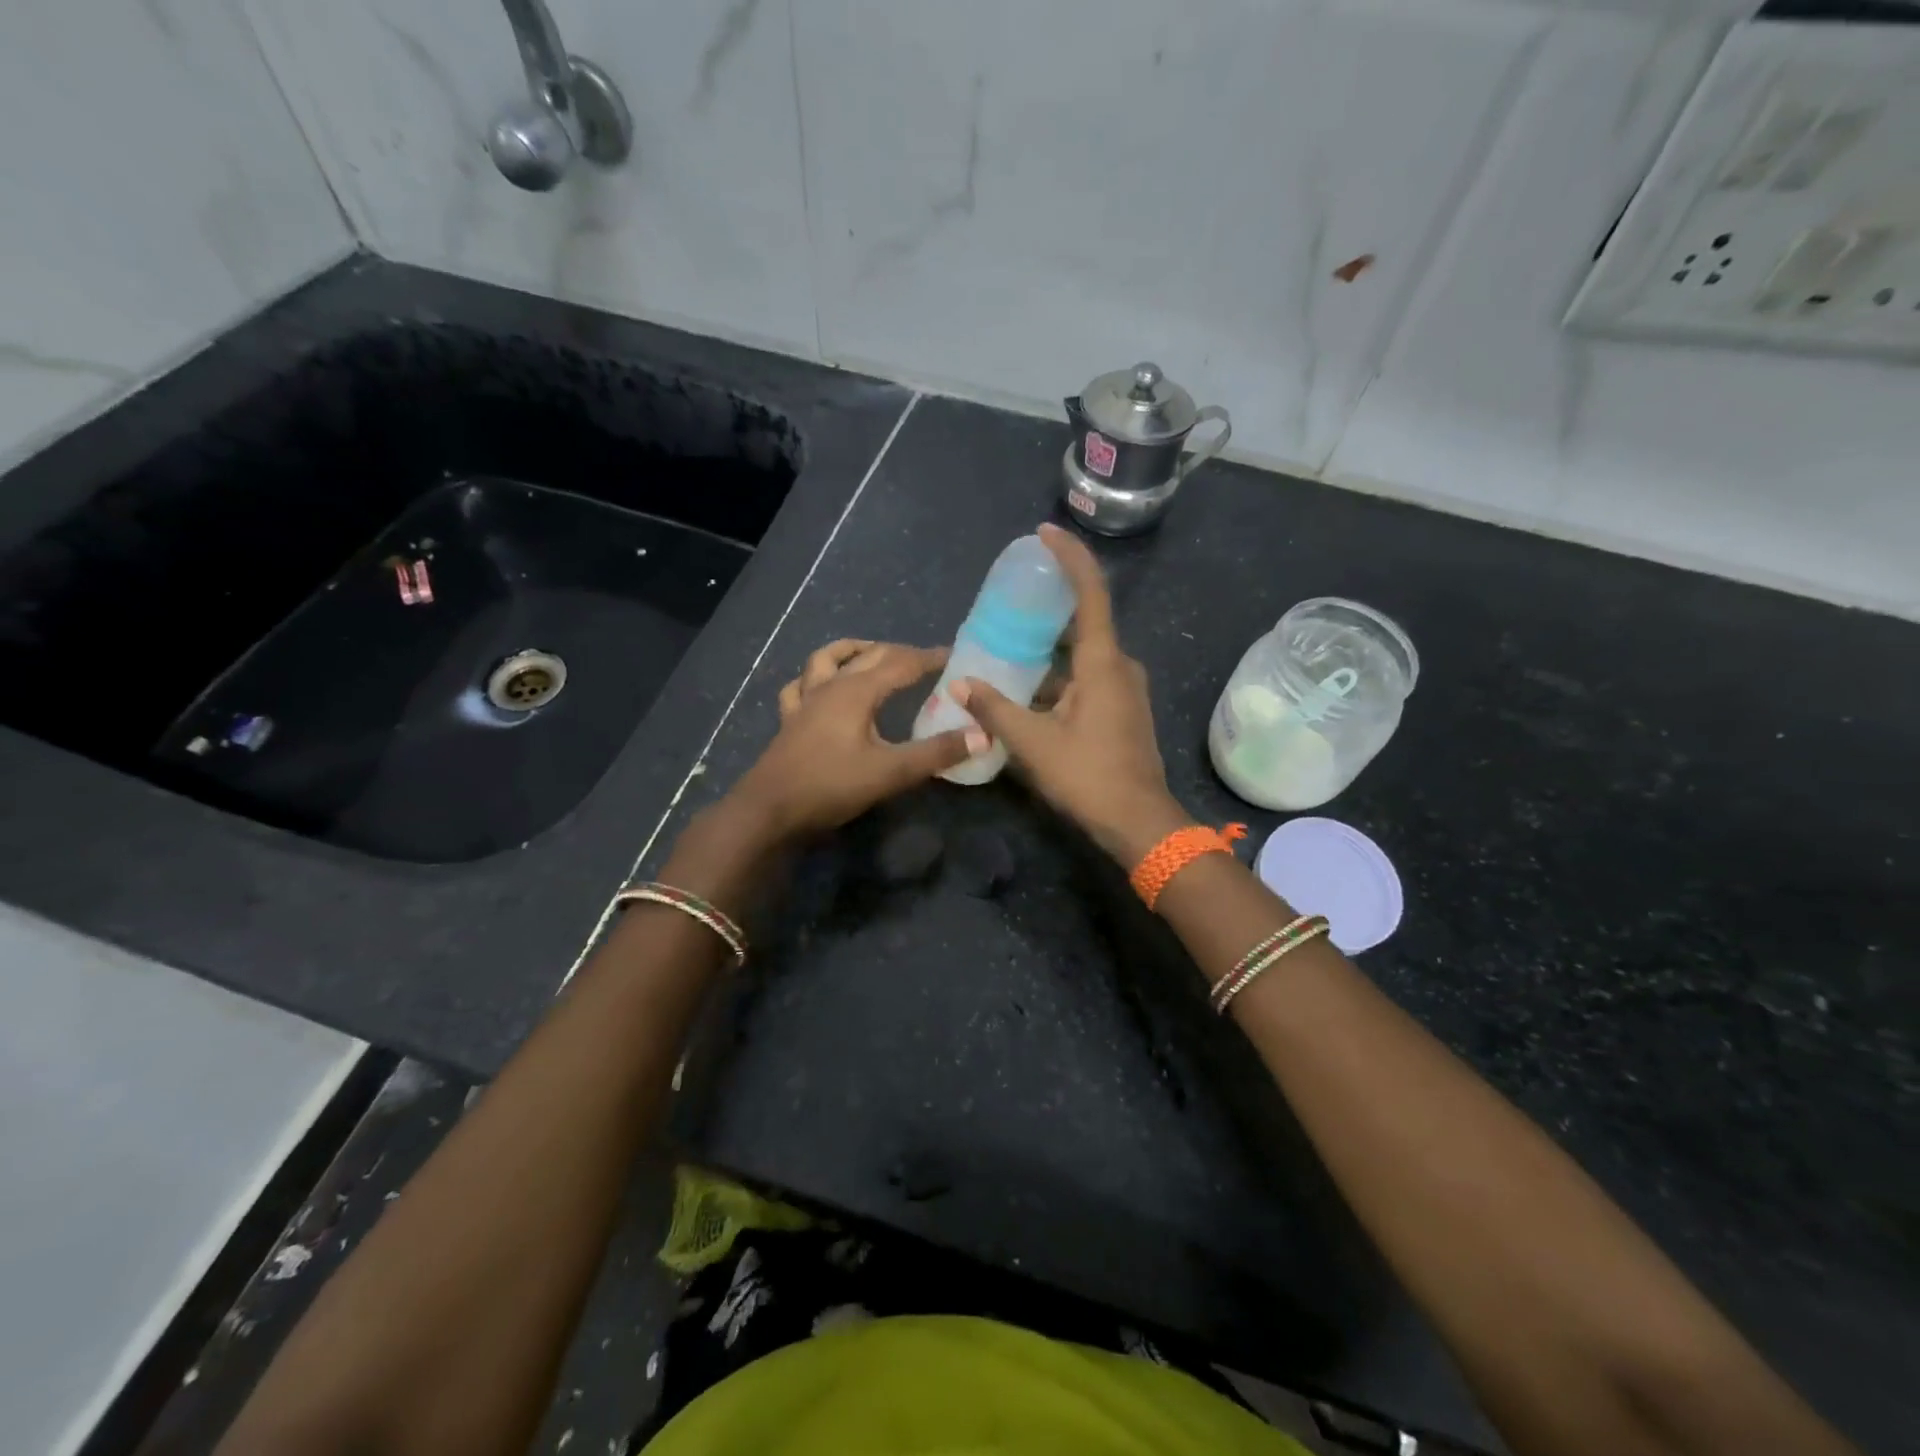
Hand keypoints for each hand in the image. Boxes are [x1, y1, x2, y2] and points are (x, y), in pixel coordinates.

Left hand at [726, 640, 983, 840]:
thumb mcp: (891, 772)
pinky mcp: (789, 720)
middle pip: (869, 655)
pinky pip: (800, 686)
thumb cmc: (831, 786)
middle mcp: (830, 686)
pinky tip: (819, 687)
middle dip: (900, 652)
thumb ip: (937, 753)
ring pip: (827, 659)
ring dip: (853, 651)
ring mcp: (805, 701)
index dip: (930, 658)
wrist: (769, 810)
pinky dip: (814, 678)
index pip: (902, 663)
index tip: (955, 656)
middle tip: (926, 661)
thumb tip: (982, 735)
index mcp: (857, 691)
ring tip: (871, 653)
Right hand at [951, 524, 1189, 862]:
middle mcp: (1119, 666)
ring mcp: (1125, 689)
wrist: (1139, 823)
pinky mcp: (1122, 710)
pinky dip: (1059, 677)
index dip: (1069, 558)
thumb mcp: (1033, 743)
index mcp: (1103, 663)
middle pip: (1084, 623)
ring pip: (1083, 656)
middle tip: (1010, 600)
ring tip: (1008, 645)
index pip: (1091, 593)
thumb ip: (995, 709)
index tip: (1045, 534)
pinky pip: (1088, 678)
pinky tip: (1028, 689)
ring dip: (1050, 650)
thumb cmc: (1089, 777)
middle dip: (1050, 608)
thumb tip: (960, 684)